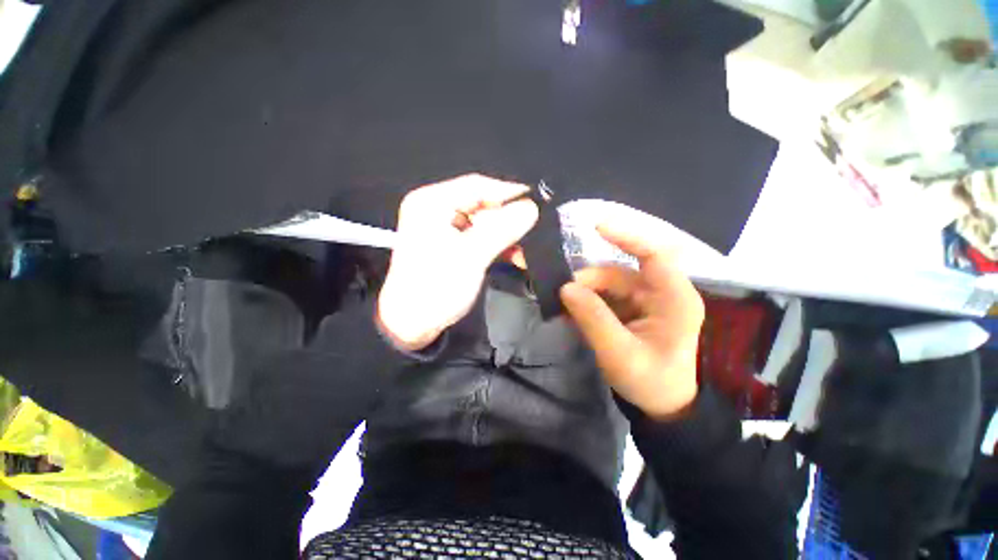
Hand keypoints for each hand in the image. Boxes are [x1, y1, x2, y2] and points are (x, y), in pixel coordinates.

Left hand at [377, 174, 538, 350]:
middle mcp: (437, 209)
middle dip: (509, 220)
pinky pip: (480, 237)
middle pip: (482, 204)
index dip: (509, 192)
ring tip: (526, 250)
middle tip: (535, 230)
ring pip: (485, 222)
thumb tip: (532, 207)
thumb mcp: (471, 256)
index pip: (477, 186)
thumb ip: (502, 228)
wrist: (412, 324)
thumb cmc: (436, 287)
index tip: (538, 203)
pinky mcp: (451, 245)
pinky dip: (498, 245)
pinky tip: (514, 256)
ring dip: (506, 235)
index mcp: (432, 203)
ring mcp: (444, 228)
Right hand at [560, 223, 704, 419]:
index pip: (654, 254)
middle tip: (562, 294)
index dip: (627, 236)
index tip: (596, 226)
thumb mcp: (619, 353)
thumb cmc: (650, 382)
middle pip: (620, 272)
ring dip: (584, 292)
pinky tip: (570, 310)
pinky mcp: (631, 309)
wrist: (662, 406)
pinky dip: (586, 301)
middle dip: (589, 281)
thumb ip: (593, 318)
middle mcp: (661, 292)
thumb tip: (565, 288)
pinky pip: (605, 297)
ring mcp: (644, 300)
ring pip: (608, 284)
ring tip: (562, 305)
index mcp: (674, 299)